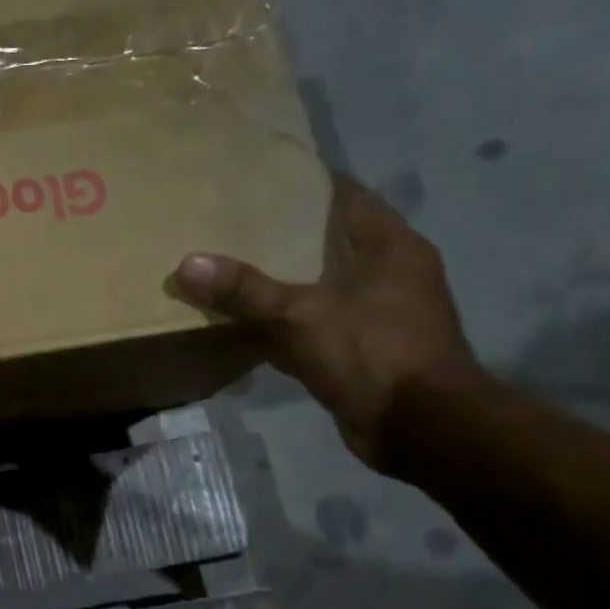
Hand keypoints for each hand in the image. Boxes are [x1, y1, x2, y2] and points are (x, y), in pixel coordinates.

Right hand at [171, 176, 485, 472]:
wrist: (421, 428)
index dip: (305, 185)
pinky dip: (287, 321)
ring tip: (232, 268)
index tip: (260, 180)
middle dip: (285, 234)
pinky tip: (248, 323)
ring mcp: (380, 313)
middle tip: (232, 225)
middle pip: (331, 240)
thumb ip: (245, 290)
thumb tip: (187, 263)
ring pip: (322, 284)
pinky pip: (317, 323)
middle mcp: (391, 272)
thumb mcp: (301, 316)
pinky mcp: (365, 349)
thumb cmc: (373, 354)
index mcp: (391, 247)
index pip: (347, 197)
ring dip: (284, 281)